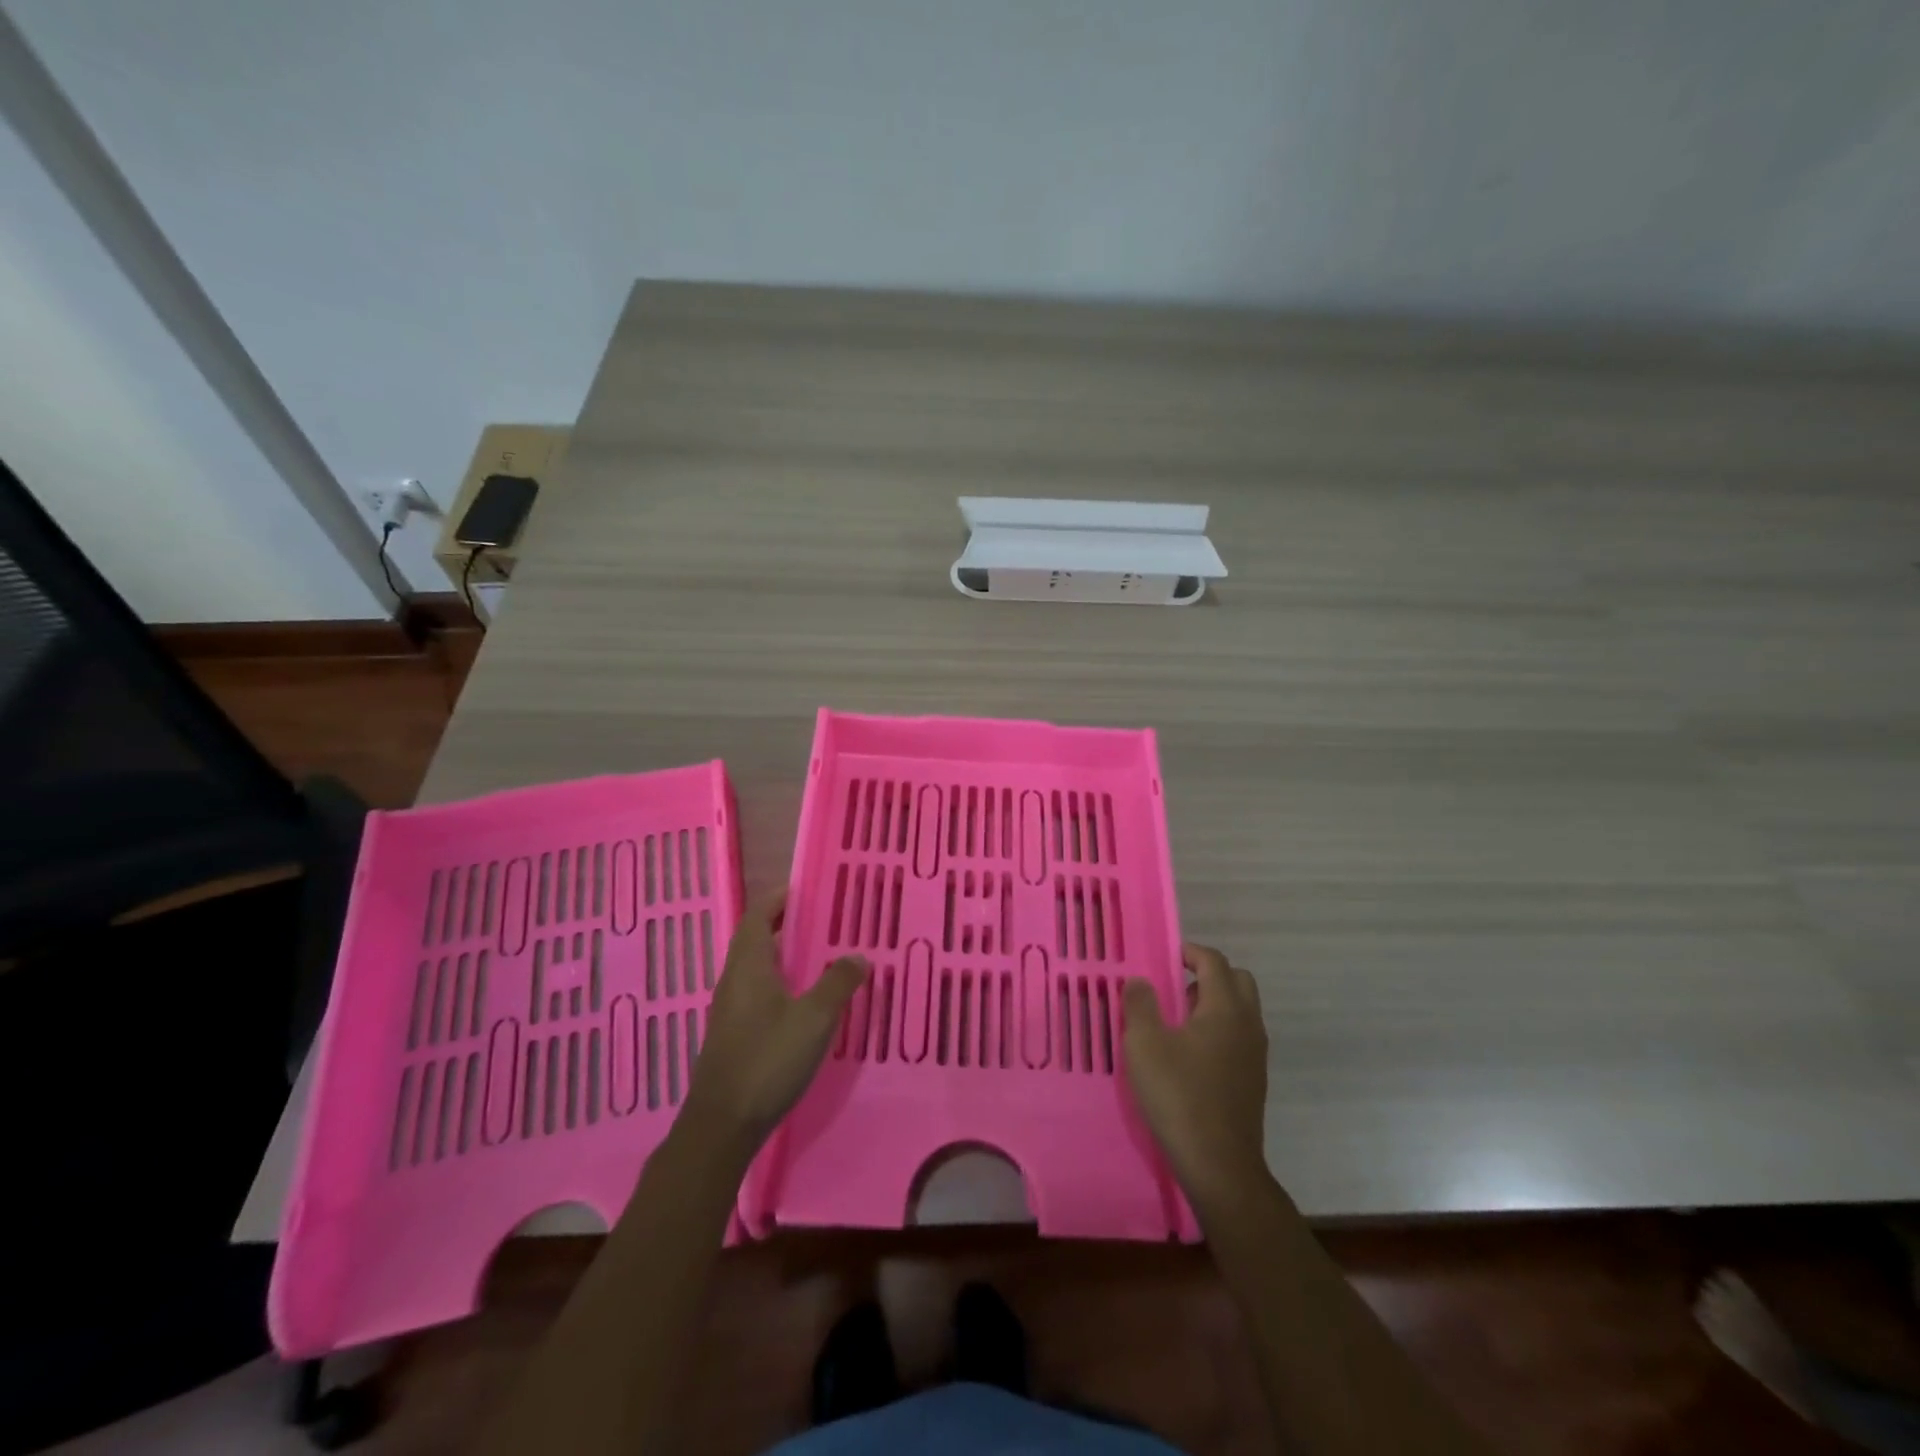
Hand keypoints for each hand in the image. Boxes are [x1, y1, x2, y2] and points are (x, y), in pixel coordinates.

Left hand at [682, 890, 867, 1154]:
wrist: (722, 1125)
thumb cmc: (767, 1060)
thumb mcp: (813, 1019)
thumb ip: (837, 983)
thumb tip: (858, 955)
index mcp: (749, 966)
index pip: (759, 916)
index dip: (779, 899)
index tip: (805, 889)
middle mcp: (734, 980)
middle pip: (757, 939)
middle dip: (786, 924)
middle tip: (823, 919)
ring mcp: (730, 1009)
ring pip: (757, 968)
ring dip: (784, 955)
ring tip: (820, 955)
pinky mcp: (733, 1034)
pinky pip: (758, 992)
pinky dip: (780, 982)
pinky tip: (804, 1000)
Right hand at [1122, 944, 1269, 1206]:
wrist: (1219, 1165)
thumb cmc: (1178, 1095)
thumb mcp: (1145, 1044)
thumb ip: (1140, 1004)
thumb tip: (1141, 980)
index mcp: (1225, 1008)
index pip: (1214, 961)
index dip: (1190, 951)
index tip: (1166, 956)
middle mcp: (1248, 1024)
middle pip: (1237, 980)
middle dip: (1208, 974)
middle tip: (1176, 987)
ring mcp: (1255, 1054)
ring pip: (1241, 1010)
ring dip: (1214, 1003)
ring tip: (1178, 1022)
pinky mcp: (1254, 1080)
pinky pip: (1240, 1036)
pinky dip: (1220, 1030)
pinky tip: (1191, 1055)